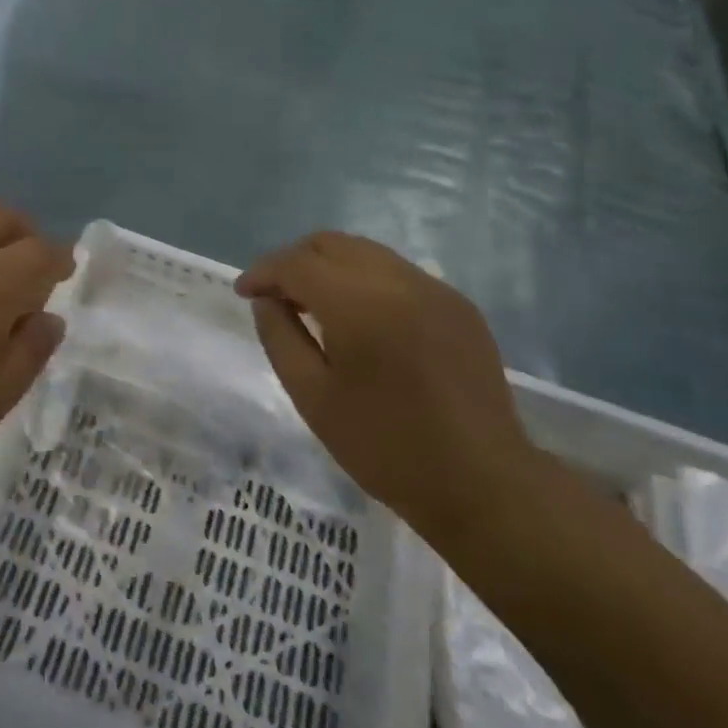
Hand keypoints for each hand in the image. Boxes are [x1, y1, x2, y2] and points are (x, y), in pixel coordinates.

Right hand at [237, 231, 539, 541]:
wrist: (483, 484)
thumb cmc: (385, 447)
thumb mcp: (312, 397)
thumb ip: (280, 337)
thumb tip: (266, 300)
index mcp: (360, 304)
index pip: (297, 263)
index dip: (263, 272)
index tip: (244, 292)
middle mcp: (399, 281)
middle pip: (330, 243)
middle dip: (294, 261)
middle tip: (276, 296)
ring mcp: (435, 289)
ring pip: (366, 252)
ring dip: (330, 267)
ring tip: (314, 304)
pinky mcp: (458, 305)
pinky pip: (398, 273)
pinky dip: (366, 281)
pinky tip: (362, 319)